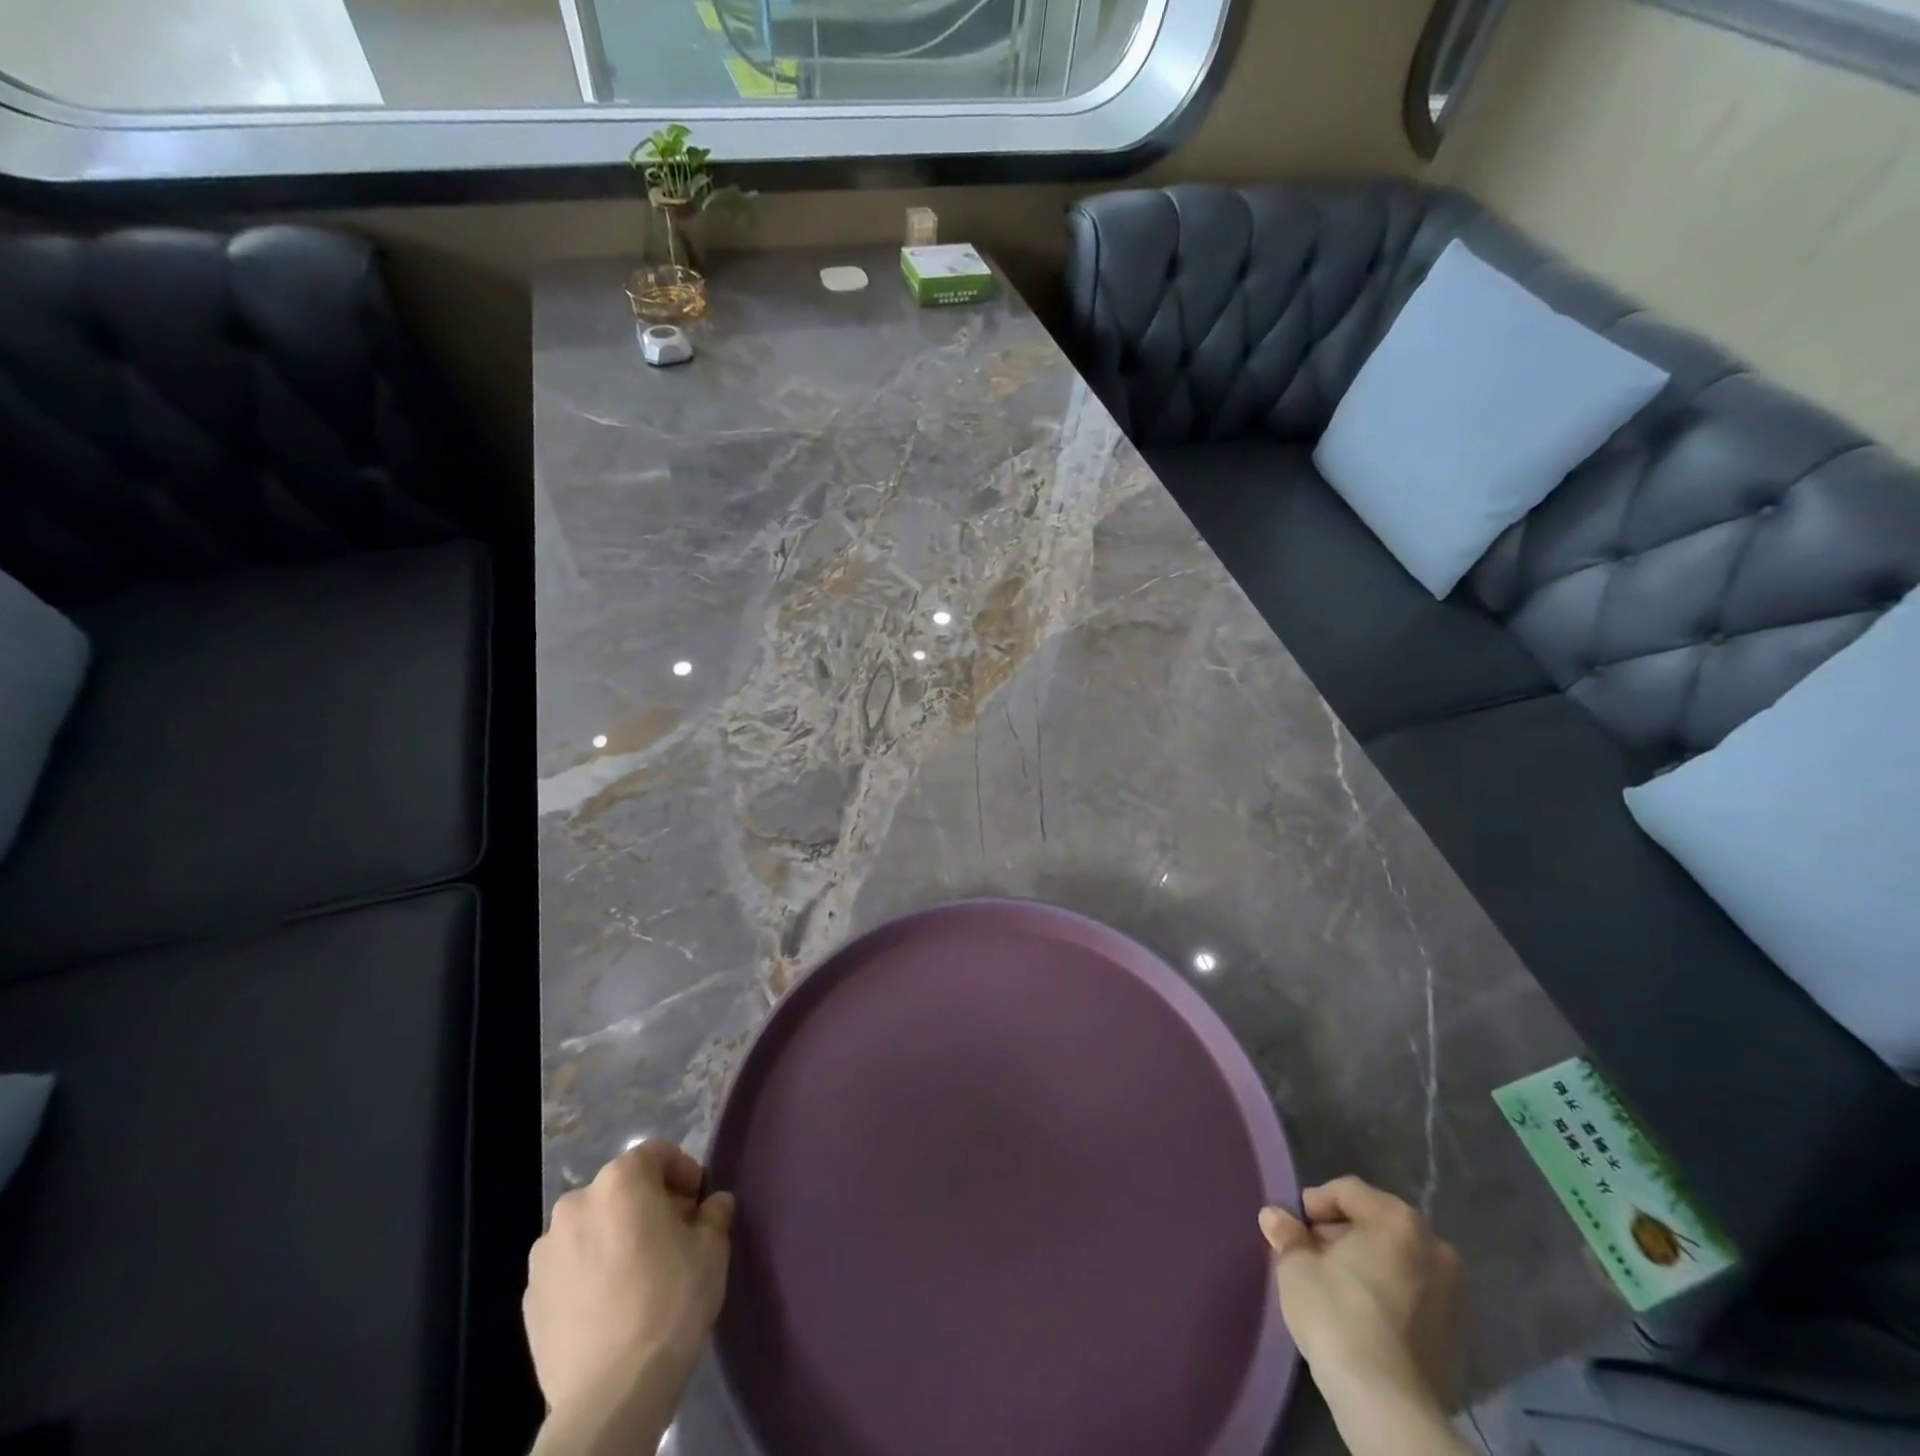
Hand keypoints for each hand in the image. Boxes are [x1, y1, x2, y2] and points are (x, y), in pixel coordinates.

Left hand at [525, 1140, 735, 1455]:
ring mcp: (545, 1253)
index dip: (683, 1172)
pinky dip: (590, 1273)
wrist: (610, 1395)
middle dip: (649, 1205)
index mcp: (620, 1181)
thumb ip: (714, 1213)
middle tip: (674, 1239)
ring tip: (639, 1277)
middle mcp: (576, 1204)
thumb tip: (713, 1205)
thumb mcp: (712, 1249)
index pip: (657, 1153)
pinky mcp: (529, 1298)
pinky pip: (570, 1268)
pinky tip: (611, 1307)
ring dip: (616, 1238)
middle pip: (621, 1189)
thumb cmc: (669, 1303)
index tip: (699, 1205)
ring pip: (592, 1228)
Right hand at [1260, 1178, 1466, 1455]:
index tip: (1294, 1227)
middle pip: (1377, 1225)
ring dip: (1368, 1267)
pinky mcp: (1458, 1338)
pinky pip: (1414, 1300)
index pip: (1348, 1191)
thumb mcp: (1296, 1266)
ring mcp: (1454, 1296)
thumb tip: (1274, 1216)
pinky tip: (1363, 1319)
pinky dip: (1390, 1299)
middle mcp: (1435, 1248)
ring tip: (1336, 1288)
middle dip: (1343, 1235)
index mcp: (1398, 1220)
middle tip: (1312, 1256)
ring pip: (1399, 1263)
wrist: (1387, 1403)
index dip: (1315, 1204)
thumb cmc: (1337, 1313)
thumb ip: (1287, 1235)